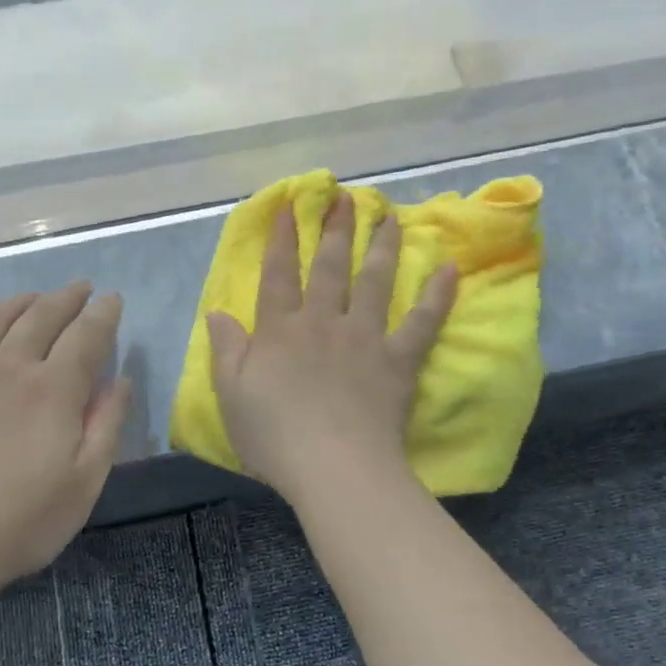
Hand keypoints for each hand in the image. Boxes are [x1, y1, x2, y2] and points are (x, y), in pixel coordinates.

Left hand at [0, 283, 131, 593]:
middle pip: (44, 315)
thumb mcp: (85, 483)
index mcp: (53, 388)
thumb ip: (106, 425)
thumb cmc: (20, 520)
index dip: (103, 314)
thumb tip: (121, 380)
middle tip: (83, 288)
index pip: (87, 335)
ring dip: (27, 301)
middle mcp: (10, 365)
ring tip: (40, 298)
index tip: (113, 299)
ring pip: (0, 316)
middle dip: (68, 297)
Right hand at [207, 195, 455, 508]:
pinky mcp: (398, 360)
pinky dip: (436, 296)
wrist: (334, 467)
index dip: (281, 240)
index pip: (278, 275)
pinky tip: (448, 269)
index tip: (288, 207)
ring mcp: (364, 337)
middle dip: (334, 229)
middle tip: (345, 197)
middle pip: (328, 267)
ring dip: (381, 246)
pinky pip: (422, 322)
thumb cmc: (275, 436)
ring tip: (390, 216)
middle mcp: (323, 322)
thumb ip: (226, 350)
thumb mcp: (231, 395)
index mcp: (280, 331)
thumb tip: (217, 312)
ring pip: (373, 281)